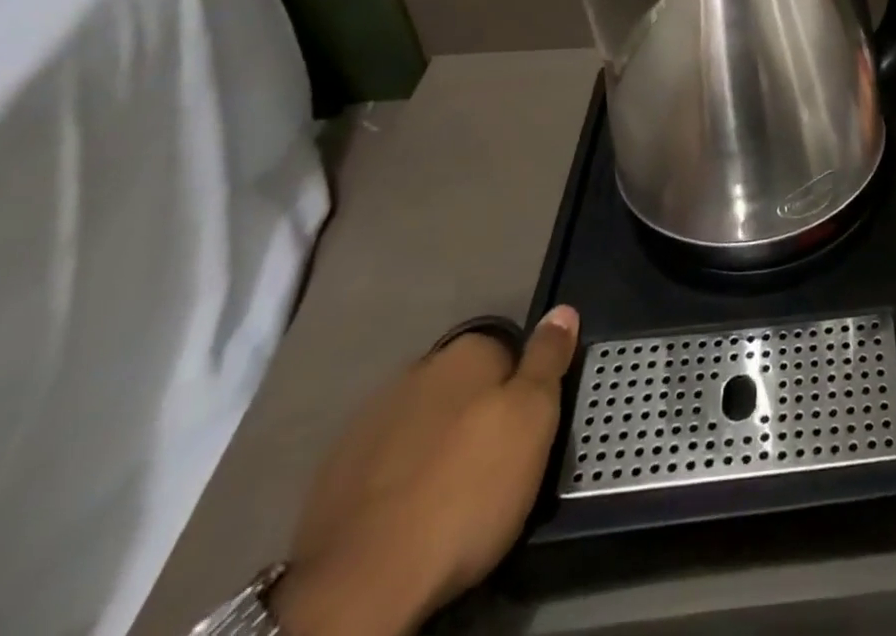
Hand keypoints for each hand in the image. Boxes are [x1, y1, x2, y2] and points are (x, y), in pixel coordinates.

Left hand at [267, 307, 580, 635]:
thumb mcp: (534, 418)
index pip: (509, 350)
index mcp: (465, 351)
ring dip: (440, 444)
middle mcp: (416, 371)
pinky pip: (386, 462)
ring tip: (454, 495)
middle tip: (500, 464)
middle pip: (464, 385)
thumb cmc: (467, 490)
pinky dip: (402, 478)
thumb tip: (562, 310)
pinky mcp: (333, 477)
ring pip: (424, 422)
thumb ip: (548, 359)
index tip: (531, 427)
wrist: (361, 585)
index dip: (524, 387)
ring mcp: (368, 423)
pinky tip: (411, 514)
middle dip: (479, 413)